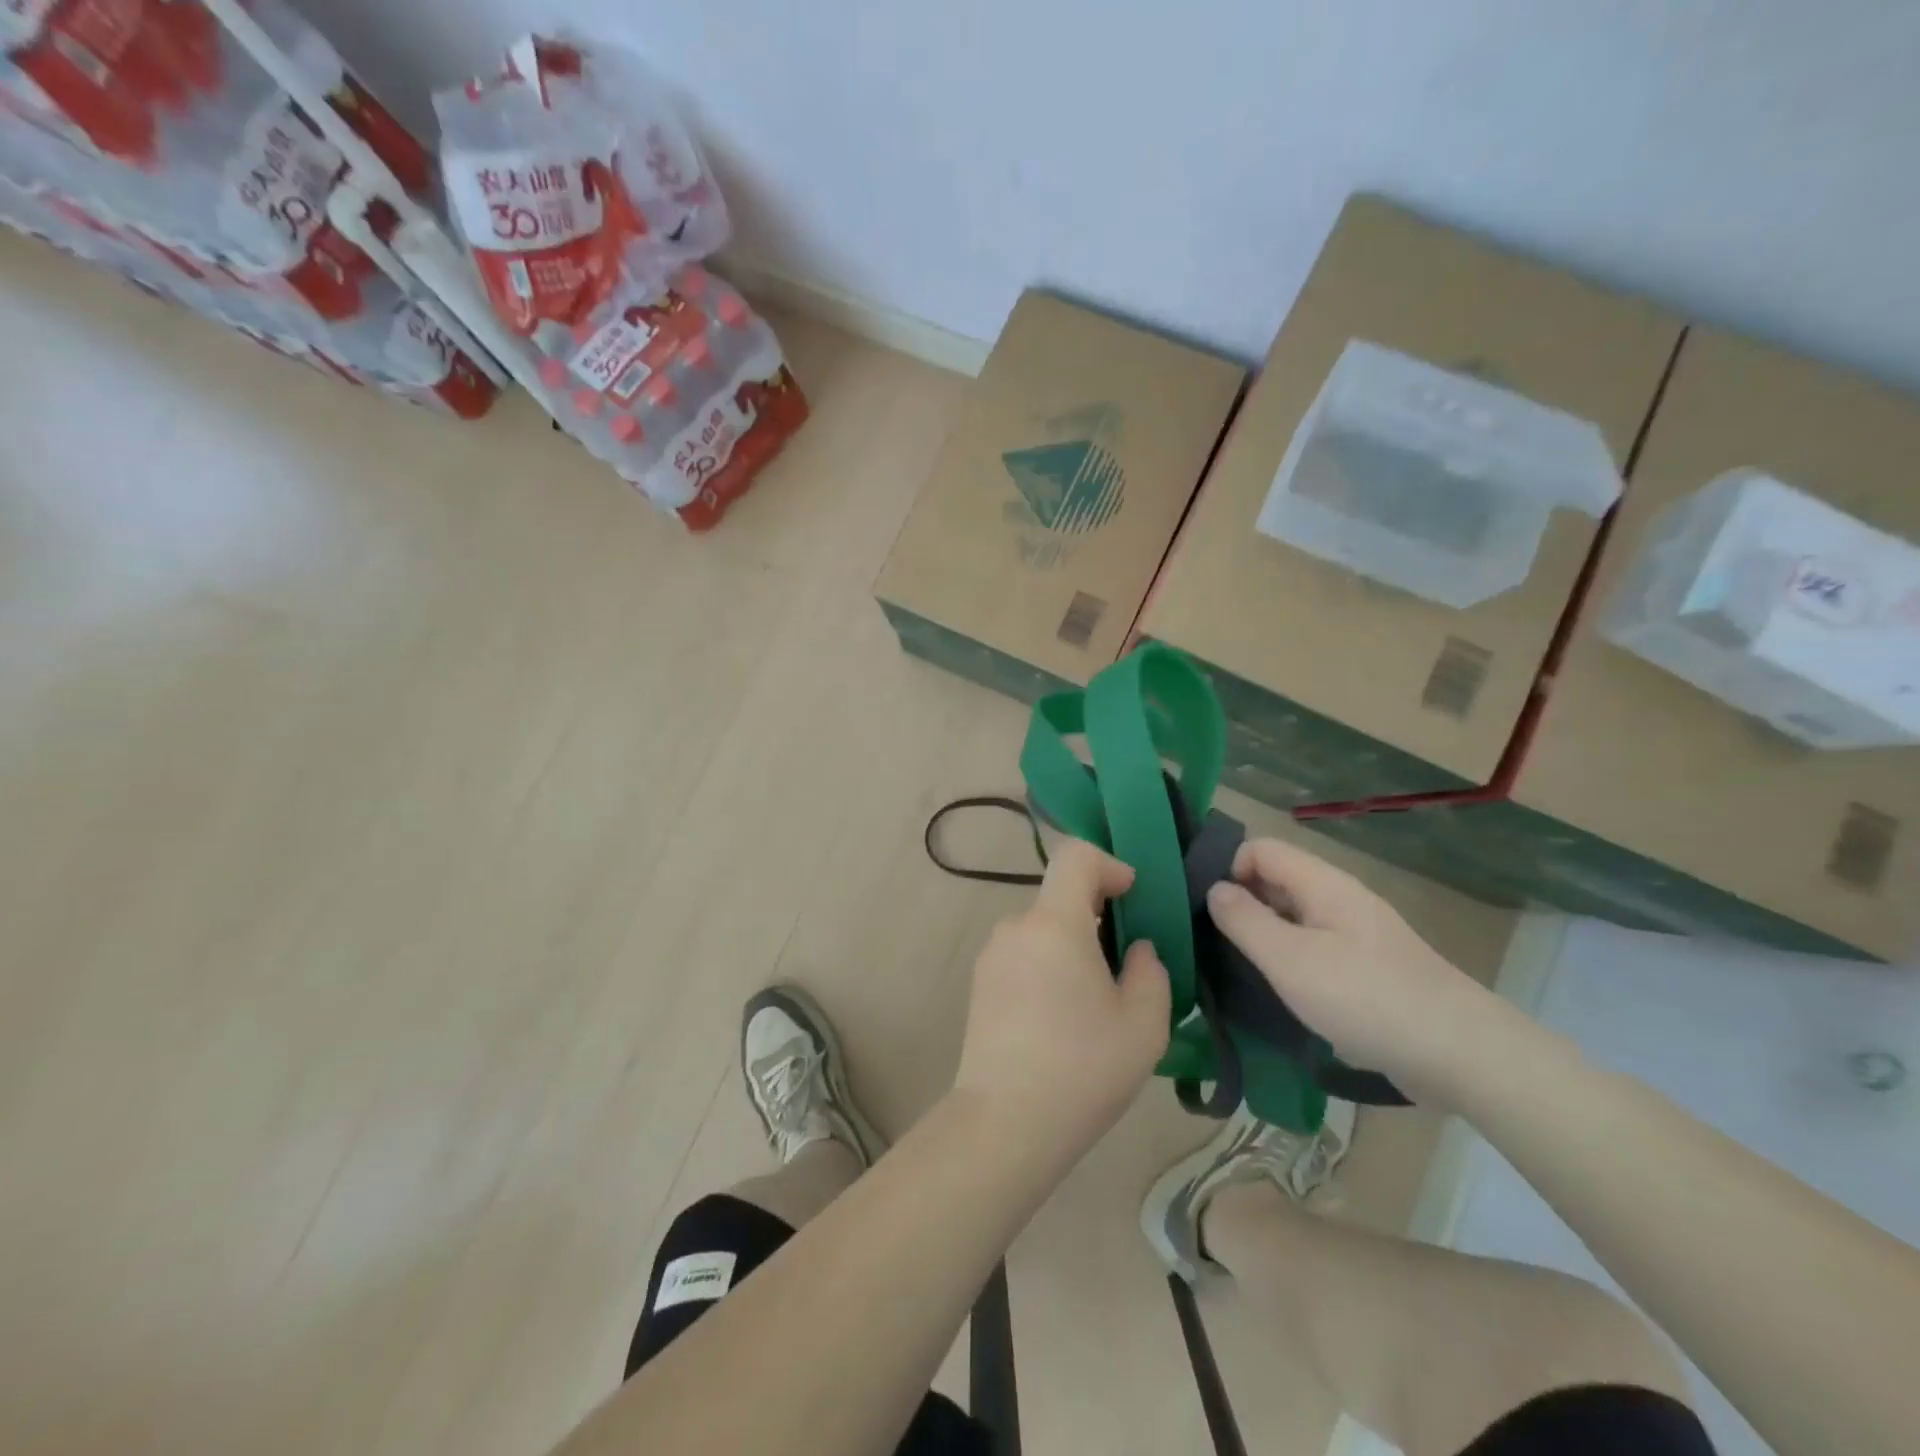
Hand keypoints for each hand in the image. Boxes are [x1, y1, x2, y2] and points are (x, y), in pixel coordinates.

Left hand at [953, 840, 1169, 1172]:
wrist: (1005, 1122)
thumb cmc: (1083, 1068)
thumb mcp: (1143, 1024)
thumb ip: (1150, 971)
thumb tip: (1135, 950)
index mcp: (1054, 923)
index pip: (1076, 856)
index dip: (1110, 864)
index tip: (1133, 897)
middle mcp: (1016, 926)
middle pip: (1060, 896)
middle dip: (1097, 915)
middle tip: (1125, 964)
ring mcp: (992, 955)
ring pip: (1042, 929)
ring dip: (1072, 944)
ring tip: (1095, 1000)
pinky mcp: (980, 983)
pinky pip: (1023, 954)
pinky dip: (1048, 964)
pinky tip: (1061, 1017)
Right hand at [1204, 837, 1506, 1104]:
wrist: (1459, 1054)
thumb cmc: (1365, 997)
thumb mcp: (1289, 959)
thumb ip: (1245, 920)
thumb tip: (1214, 889)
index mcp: (1322, 884)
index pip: (1260, 849)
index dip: (1227, 869)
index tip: (1204, 909)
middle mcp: (1339, 899)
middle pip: (1276, 881)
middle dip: (1240, 904)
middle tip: (1210, 943)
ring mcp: (1357, 934)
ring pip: (1294, 917)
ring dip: (1263, 936)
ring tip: (1235, 970)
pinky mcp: (1368, 968)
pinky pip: (1314, 948)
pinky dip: (1289, 960)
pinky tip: (1278, 992)